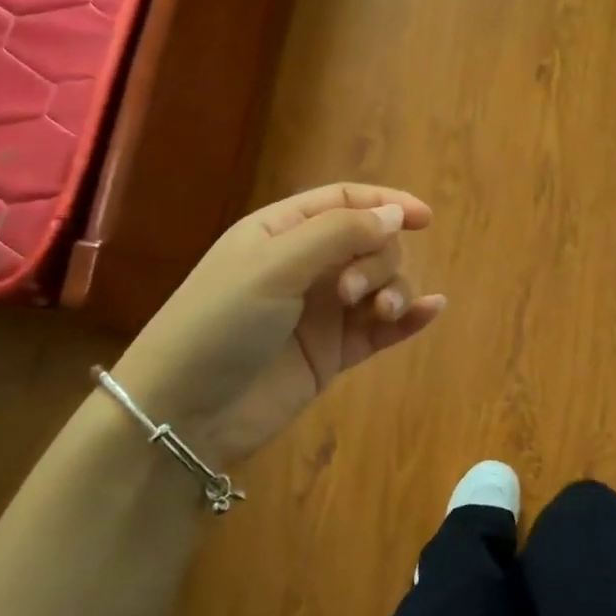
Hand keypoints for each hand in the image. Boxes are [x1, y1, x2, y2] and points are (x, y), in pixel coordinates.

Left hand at [110, 184, 446, 468]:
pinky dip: (408, 318)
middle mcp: (305, 266)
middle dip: (376, 259)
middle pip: (369, 243)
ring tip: (380, 312)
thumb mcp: (274, 265)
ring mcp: (321, 311)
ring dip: (393, 289)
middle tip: (349, 292)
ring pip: (379, 284)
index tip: (424, 217)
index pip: (344, 202)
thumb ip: (338, 234)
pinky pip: (381, 329)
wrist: (185, 413)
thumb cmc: (219, 324)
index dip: (385, 204)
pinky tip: (430, 311)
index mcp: (282, 232)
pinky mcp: (332, 352)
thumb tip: (395, 214)